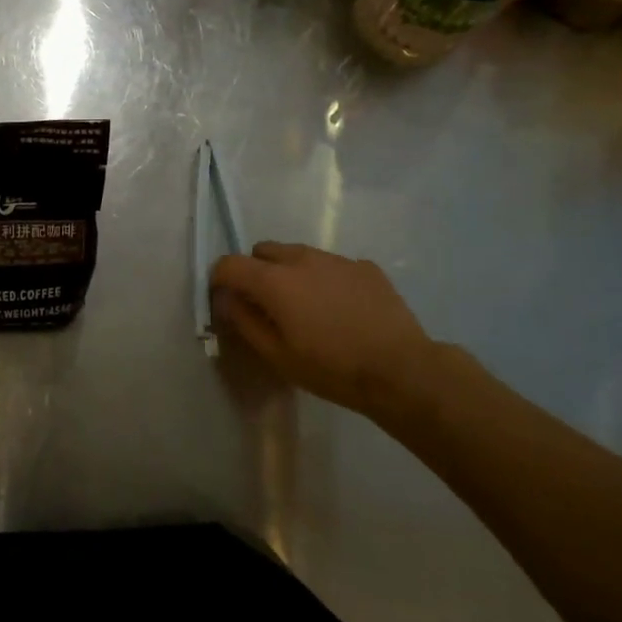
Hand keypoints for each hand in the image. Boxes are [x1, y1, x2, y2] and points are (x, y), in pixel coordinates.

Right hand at [211, 242, 450, 418]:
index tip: (224, 299)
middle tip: (267, 305)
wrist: (402, 371)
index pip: (230, 264)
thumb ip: (244, 321)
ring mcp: (336, 259)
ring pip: (298, 254)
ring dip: (290, 273)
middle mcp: (302, 259)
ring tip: (307, 307)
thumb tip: (227, 299)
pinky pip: (331, 265)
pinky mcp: (365, 267)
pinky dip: (324, 279)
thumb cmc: (332, 368)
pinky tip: (341, 309)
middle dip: (256, 271)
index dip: (219, 279)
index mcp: (275, 281)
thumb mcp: (278, 355)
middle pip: (263, 250)